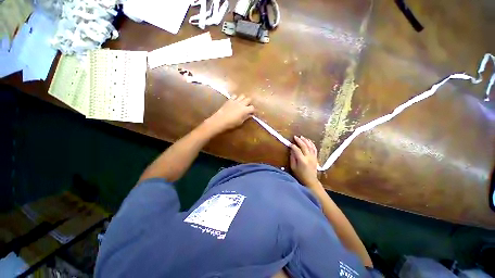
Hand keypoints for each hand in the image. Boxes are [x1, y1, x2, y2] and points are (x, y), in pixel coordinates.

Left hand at [207, 95, 254, 132]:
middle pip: (249, 99)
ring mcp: (235, 101)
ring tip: (242, 103)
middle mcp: (241, 103)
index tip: (252, 113)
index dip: (253, 110)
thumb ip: (246, 117)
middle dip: (249, 103)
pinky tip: (235, 102)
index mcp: (245, 110)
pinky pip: (235, 96)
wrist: (220, 120)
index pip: (252, 107)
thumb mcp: (240, 122)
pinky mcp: (229, 100)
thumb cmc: (231, 124)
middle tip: (248, 107)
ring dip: (243, 99)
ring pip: (242, 95)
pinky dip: (236, 98)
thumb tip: (251, 115)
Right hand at [290, 136, 321, 189]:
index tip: (289, 144)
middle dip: (299, 141)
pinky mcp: (316, 157)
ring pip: (310, 146)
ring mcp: (313, 157)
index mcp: (302, 160)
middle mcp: (309, 157)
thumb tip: (291, 150)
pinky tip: (309, 141)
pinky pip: (314, 149)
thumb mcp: (293, 167)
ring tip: (302, 137)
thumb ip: (292, 158)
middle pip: (304, 146)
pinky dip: (311, 144)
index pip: (297, 150)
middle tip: (295, 137)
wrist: (311, 181)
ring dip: (306, 141)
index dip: (293, 146)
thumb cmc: (300, 175)